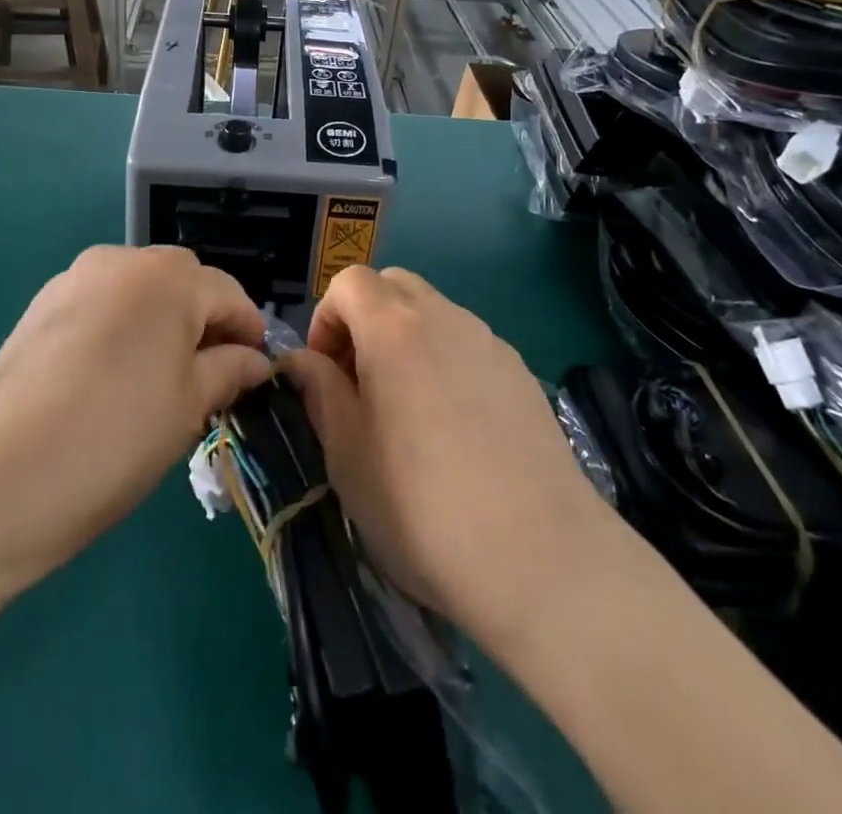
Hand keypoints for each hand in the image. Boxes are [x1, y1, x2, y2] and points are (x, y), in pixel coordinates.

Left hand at [0, 245, 272, 594]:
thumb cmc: (113, 440)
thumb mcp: (188, 408)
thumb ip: (229, 371)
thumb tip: (253, 361)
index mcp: (167, 278)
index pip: (229, 294)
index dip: (249, 333)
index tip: (255, 375)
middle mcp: (121, 261)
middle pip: (182, 282)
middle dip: (204, 322)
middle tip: (207, 379)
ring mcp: (73, 279)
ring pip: (139, 290)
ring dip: (161, 322)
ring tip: (158, 380)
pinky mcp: (40, 306)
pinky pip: (102, 303)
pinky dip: (121, 327)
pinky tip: (110, 377)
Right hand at [280, 267, 611, 660]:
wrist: (540, 557)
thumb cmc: (421, 505)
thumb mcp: (346, 453)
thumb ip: (319, 391)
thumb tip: (301, 361)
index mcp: (394, 327)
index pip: (350, 282)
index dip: (326, 319)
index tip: (326, 374)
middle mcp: (445, 317)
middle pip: (394, 287)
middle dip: (366, 321)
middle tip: (361, 383)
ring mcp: (491, 343)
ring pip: (435, 314)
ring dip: (408, 341)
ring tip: (409, 411)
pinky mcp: (523, 375)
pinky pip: (470, 347)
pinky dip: (447, 363)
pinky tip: (458, 430)